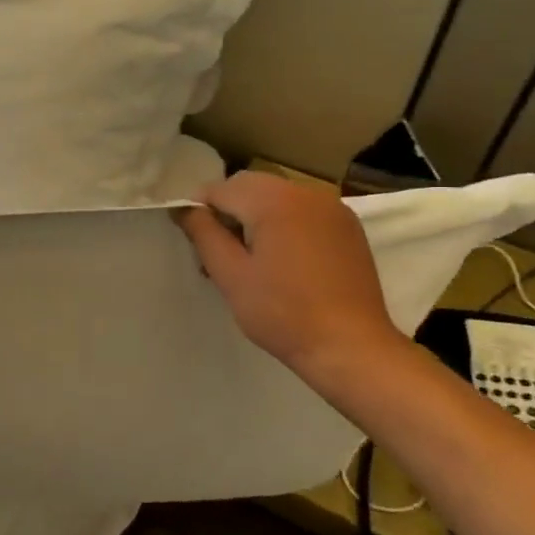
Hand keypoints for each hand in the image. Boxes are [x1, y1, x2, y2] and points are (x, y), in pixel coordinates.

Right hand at [174, 171, 410, 385]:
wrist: (351, 347)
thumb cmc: (282, 313)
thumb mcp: (230, 275)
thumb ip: (203, 234)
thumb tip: (183, 208)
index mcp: (274, 200)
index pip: (220, 189)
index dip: (200, 211)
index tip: (195, 242)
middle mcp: (305, 192)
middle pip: (250, 186)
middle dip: (229, 211)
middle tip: (219, 253)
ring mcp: (332, 207)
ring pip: (277, 197)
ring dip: (256, 217)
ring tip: (250, 260)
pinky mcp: (347, 226)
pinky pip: (303, 211)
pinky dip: (284, 223)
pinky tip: (283, 261)